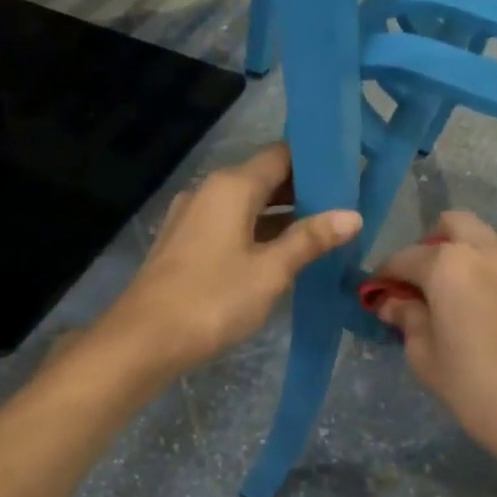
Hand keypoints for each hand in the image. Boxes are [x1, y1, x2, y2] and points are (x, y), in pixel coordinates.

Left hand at [102, 144, 361, 376]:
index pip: (282, 155)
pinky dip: (257, 233)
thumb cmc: (213, 300)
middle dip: (303, 192)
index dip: (317, 163)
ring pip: (246, 205)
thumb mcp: (270, 271)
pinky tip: (281, 255)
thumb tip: (352, 215)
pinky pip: (228, 226)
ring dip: (281, 216)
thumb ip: (310, 240)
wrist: (143, 340)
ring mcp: (191, 217)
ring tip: (322, 233)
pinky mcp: (183, 244)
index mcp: (231, 186)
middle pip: (263, 178)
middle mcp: (208, 191)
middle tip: (346, 208)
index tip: (352, 175)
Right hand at [369, 211, 496, 471]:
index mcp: (450, 267)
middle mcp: (493, 254)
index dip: (386, 273)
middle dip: (435, 242)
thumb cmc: (476, 390)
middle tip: (428, 278)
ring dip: (482, 251)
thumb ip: (408, 320)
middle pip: (457, 223)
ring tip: (476, 286)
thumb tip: (394, 303)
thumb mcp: (426, 360)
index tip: (379, 291)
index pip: (406, 257)